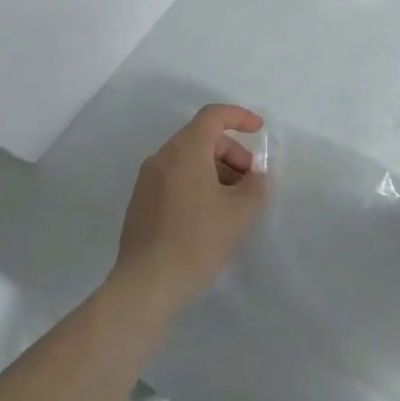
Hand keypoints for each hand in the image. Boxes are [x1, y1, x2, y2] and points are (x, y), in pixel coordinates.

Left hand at [114, 104, 269, 314]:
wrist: (146, 285)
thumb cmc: (196, 240)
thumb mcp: (239, 212)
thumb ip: (256, 186)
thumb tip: (256, 177)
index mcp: (185, 150)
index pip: (213, 115)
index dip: (239, 117)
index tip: (259, 130)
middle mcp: (162, 157)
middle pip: (202, 138)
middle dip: (231, 152)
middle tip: (250, 180)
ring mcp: (147, 181)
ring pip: (188, 160)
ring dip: (215, 170)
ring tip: (232, 202)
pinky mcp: (140, 203)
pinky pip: (175, 179)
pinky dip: (197, 184)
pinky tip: (209, 216)